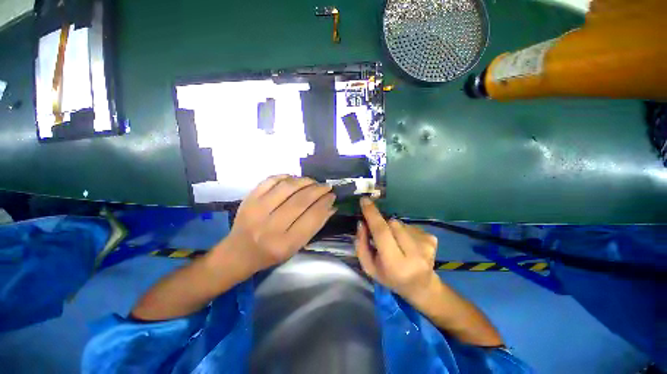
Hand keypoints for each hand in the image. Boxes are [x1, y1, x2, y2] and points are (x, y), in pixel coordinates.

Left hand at [216, 175, 336, 275]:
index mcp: (285, 244)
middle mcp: (271, 227)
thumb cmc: (271, 253)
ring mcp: (257, 210)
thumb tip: (331, 206)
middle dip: (318, 190)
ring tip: (313, 181)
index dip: (325, 203)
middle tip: (326, 186)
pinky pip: (270, 180)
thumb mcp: (296, 246)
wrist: (238, 253)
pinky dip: (285, 176)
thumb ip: (314, 226)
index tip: (332, 196)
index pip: (312, 218)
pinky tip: (294, 178)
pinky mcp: (248, 199)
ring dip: (304, 181)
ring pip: (287, 188)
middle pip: (301, 201)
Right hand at [355, 197, 438, 303]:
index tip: (364, 200)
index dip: (372, 214)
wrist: (421, 286)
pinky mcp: (432, 239)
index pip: (382, 232)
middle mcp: (414, 254)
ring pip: (400, 223)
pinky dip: (404, 231)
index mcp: (396, 264)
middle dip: (383, 225)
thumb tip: (362, 222)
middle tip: (382, 237)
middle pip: (392, 223)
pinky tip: (408, 244)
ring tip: (397, 243)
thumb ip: (361, 245)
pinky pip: (410, 226)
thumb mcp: (369, 267)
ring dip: (394, 229)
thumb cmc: (391, 278)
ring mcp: (426, 245)